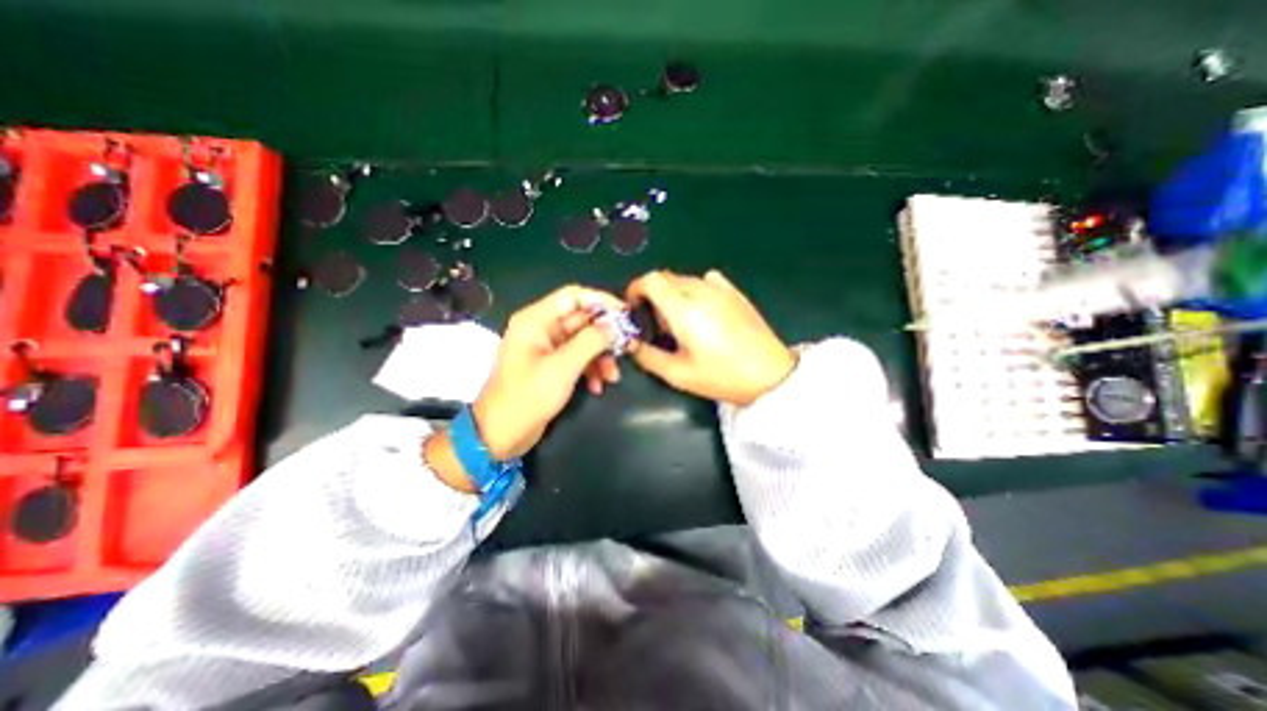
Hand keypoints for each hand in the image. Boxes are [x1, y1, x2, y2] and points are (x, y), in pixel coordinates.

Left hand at [469, 283, 621, 458]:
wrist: (501, 434)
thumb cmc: (527, 397)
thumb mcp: (563, 367)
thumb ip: (591, 342)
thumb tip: (615, 326)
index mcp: (536, 320)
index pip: (573, 297)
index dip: (601, 301)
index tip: (626, 314)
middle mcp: (542, 329)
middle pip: (582, 320)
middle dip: (606, 335)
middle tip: (629, 347)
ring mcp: (548, 348)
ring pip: (584, 341)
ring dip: (601, 356)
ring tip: (613, 376)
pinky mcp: (553, 366)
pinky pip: (578, 358)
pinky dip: (591, 369)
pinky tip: (598, 386)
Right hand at [622, 271, 788, 405]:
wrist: (771, 375)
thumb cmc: (722, 377)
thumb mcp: (678, 374)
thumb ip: (647, 356)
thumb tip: (629, 343)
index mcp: (684, 309)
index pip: (651, 279)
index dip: (636, 288)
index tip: (634, 307)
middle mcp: (701, 291)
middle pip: (666, 277)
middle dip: (653, 295)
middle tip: (658, 324)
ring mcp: (721, 289)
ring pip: (684, 279)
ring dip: (673, 294)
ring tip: (682, 323)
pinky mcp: (735, 292)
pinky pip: (705, 281)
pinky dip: (694, 291)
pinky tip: (703, 313)